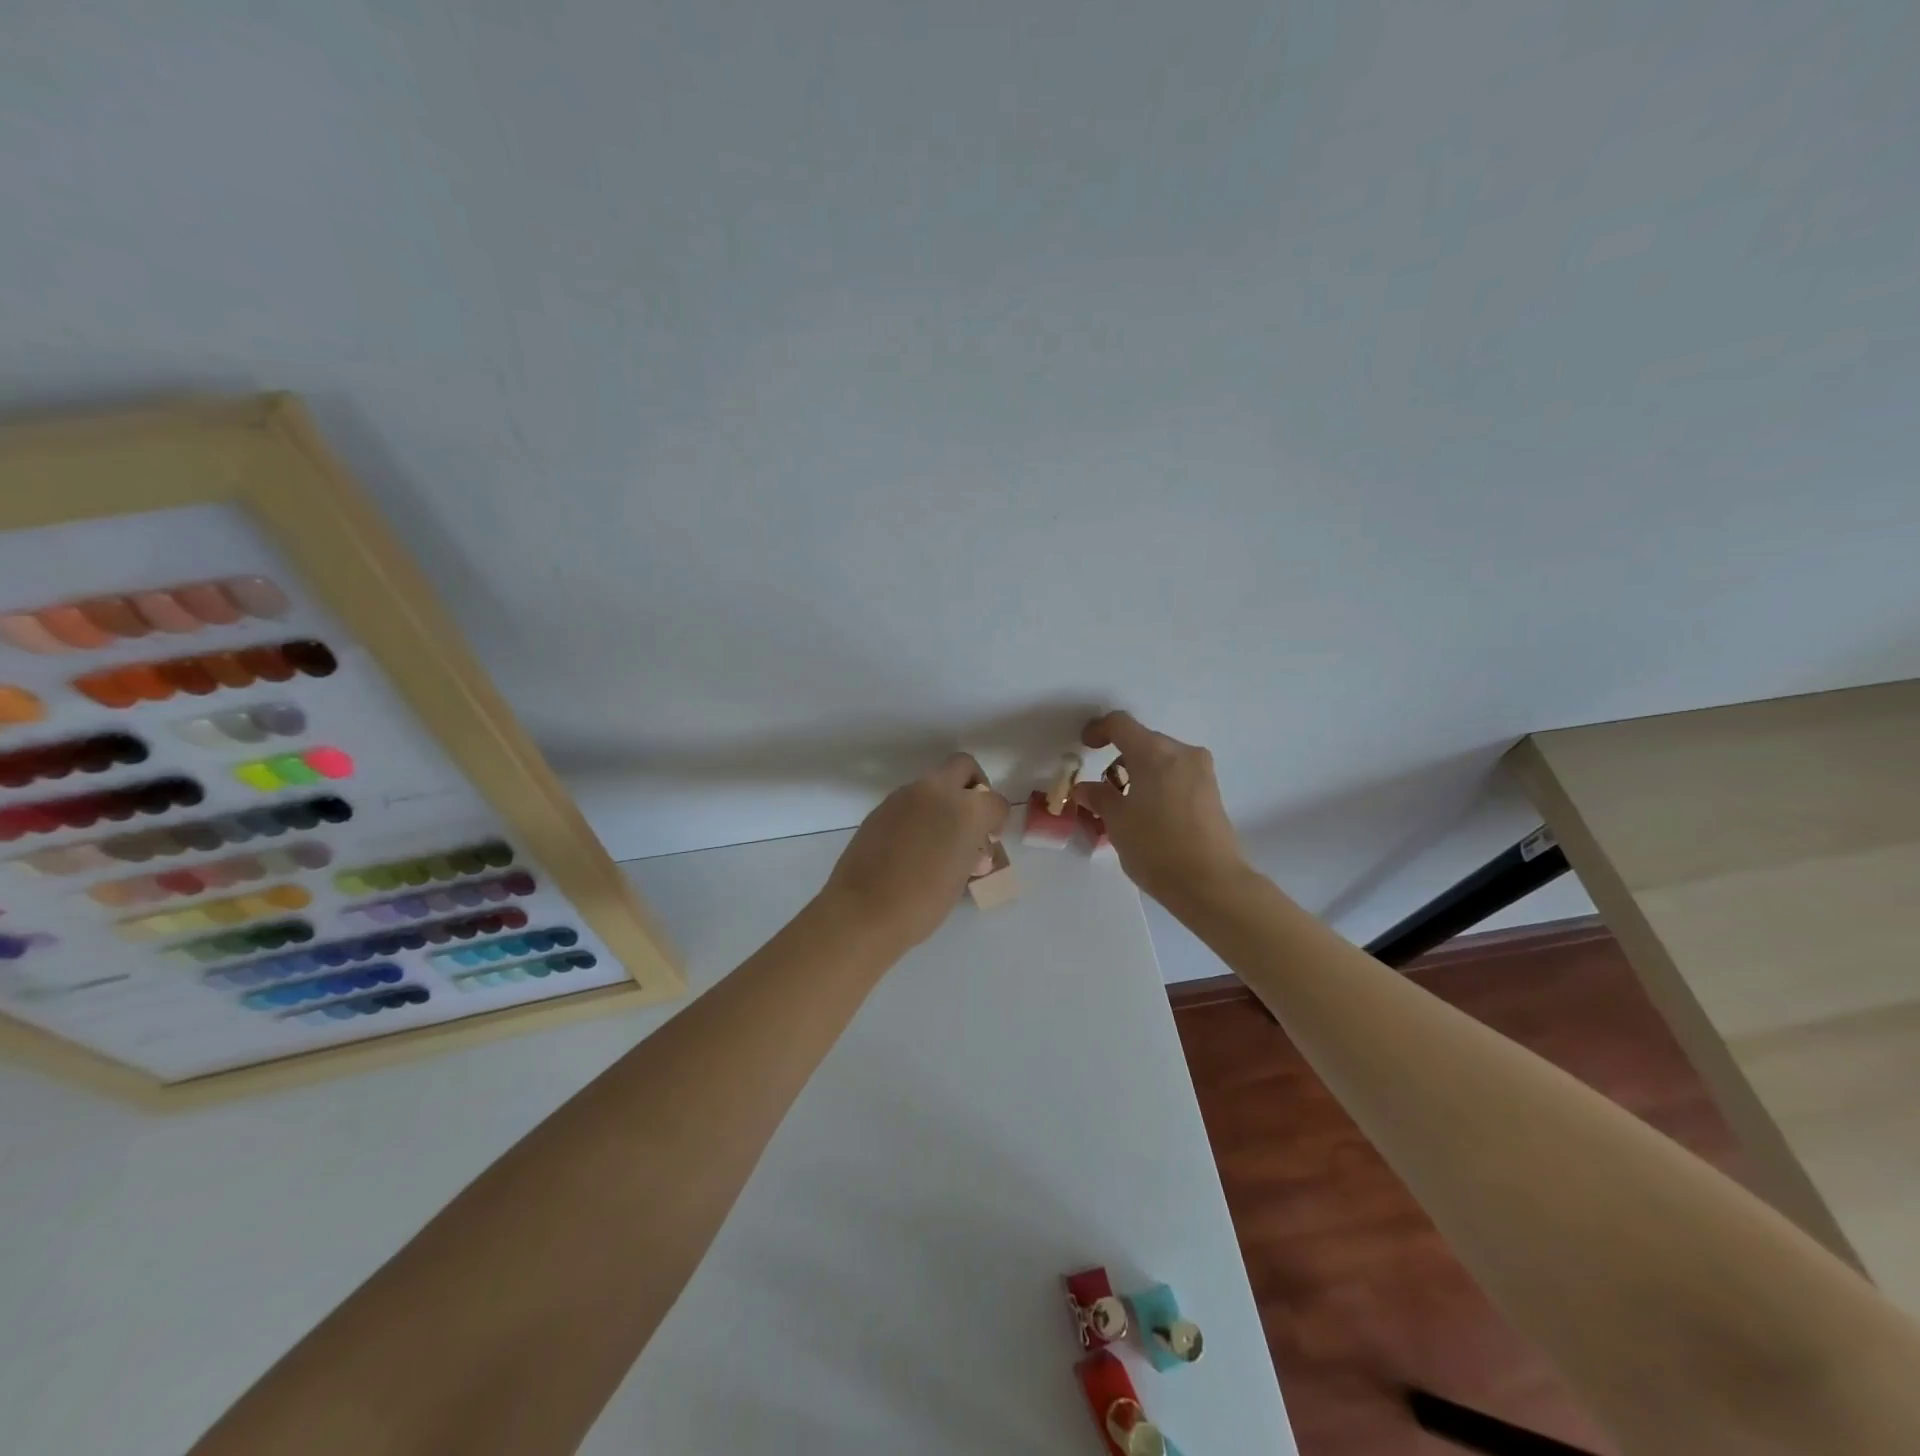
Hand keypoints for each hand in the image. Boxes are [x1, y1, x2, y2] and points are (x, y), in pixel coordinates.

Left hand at [822, 753, 1010, 949]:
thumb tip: (970, 843)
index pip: (995, 801)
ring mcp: (904, 796)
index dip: (997, 820)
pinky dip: (919, 812)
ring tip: (939, 839)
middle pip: (963, 766)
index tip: (989, 839)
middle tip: (971, 817)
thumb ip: (971, 849)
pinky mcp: (881, 807)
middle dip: (973, 786)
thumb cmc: (922, 903)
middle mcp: (935, 792)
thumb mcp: (961, 877)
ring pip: (933, 782)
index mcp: (965, 810)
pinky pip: (910, 800)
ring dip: (943, 800)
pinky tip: (913, 845)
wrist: (863, 911)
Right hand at [1071, 712, 1247, 909]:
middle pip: (1142, 741)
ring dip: (1139, 773)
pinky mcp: (1211, 792)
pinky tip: (1147, 814)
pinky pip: (1176, 775)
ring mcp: (1201, 772)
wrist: (1210, 883)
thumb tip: (1085, 787)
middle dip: (1119, 759)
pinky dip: (1157, 784)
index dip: (1098, 730)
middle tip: (1102, 789)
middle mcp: (1181, 753)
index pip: (1120, 724)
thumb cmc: (1156, 847)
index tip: (1085, 747)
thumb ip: (1098, 797)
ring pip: (1161, 760)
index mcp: (1154, 753)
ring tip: (1124, 806)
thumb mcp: (1117, 821)